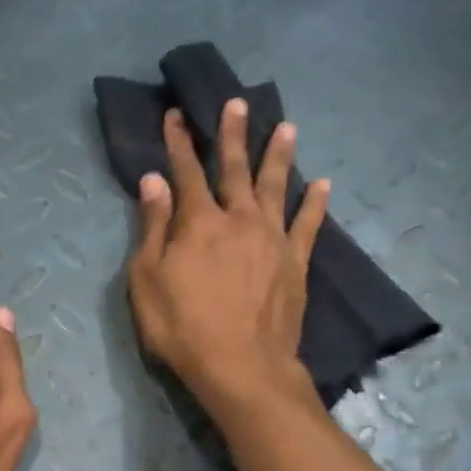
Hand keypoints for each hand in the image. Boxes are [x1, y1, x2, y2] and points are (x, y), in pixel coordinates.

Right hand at [127, 98, 329, 414]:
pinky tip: (323, 184)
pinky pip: (308, 225)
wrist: (241, 367)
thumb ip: (153, 228)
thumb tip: (153, 181)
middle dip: (233, 135)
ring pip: (276, 187)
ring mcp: (272, 239)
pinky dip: (315, 203)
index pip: (186, 172)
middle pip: (235, 169)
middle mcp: (239, 219)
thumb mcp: (147, 280)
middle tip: (238, 103)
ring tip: (286, 127)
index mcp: (198, 222)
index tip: (177, 114)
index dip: (179, 142)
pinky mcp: (295, 263)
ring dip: (279, 155)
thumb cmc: (182, 327)